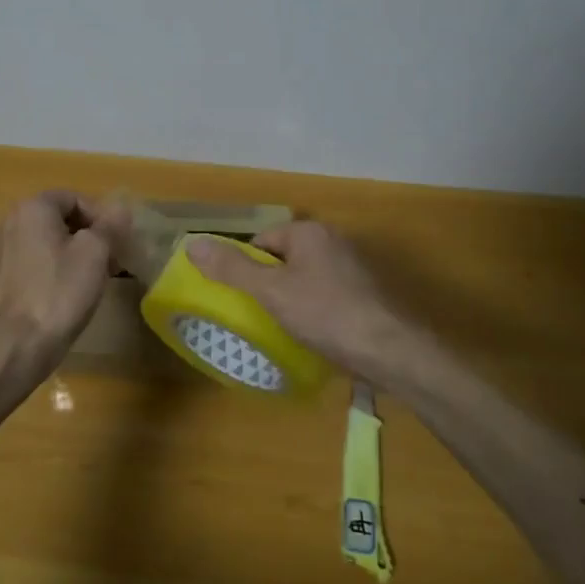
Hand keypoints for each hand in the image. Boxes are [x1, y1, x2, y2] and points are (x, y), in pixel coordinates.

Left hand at [0, 190, 125, 375]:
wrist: (19, 344)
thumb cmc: (59, 291)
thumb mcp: (95, 253)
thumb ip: (110, 225)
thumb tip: (121, 209)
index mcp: (32, 207)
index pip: (76, 198)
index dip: (102, 217)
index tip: (118, 243)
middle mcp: (12, 220)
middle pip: (62, 218)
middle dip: (91, 235)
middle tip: (113, 260)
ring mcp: (4, 248)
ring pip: (51, 240)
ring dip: (77, 252)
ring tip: (99, 277)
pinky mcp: (4, 275)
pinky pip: (38, 259)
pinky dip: (59, 267)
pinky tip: (73, 290)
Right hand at [185, 221, 421, 385]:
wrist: (391, 351)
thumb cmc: (326, 314)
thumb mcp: (271, 292)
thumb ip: (232, 269)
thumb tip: (192, 244)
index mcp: (308, 232)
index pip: (261, 242)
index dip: (246, 270)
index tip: (242, 300)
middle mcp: (332, 240)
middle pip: (283, 260)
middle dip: (269, 286)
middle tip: (259, 316)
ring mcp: (352, 267)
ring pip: (305, 279)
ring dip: (292, 300)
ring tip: (283, 330)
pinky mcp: (365, 293)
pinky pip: (326, 295)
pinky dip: (315, 312)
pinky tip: (313, 336)